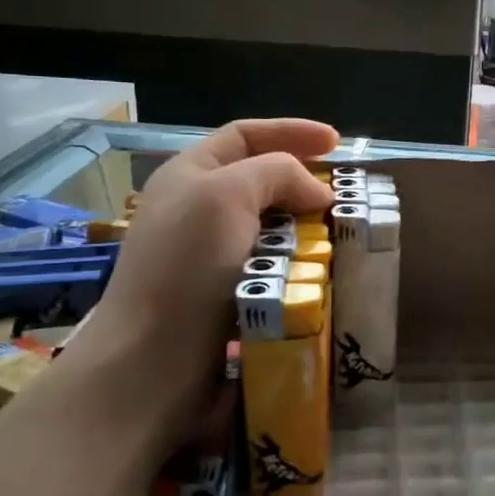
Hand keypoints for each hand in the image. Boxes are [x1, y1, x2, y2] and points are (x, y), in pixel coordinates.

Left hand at [68, 119, 337, 445]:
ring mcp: (209, 258)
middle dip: (303, 182)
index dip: (290, 131)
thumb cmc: (185, 268)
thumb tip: (317, 193)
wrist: (151, 365)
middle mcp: (197, 211)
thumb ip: (277, 173)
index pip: (244, 135)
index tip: (336, 143)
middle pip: (260, 181)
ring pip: (271, 228)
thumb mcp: (226, 195)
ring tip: (340, 236)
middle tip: (342, 196)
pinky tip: (321, 274)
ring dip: (306, 228)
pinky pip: (273, 269)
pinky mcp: (226, 298)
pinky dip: (299, 266)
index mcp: (189, 176)